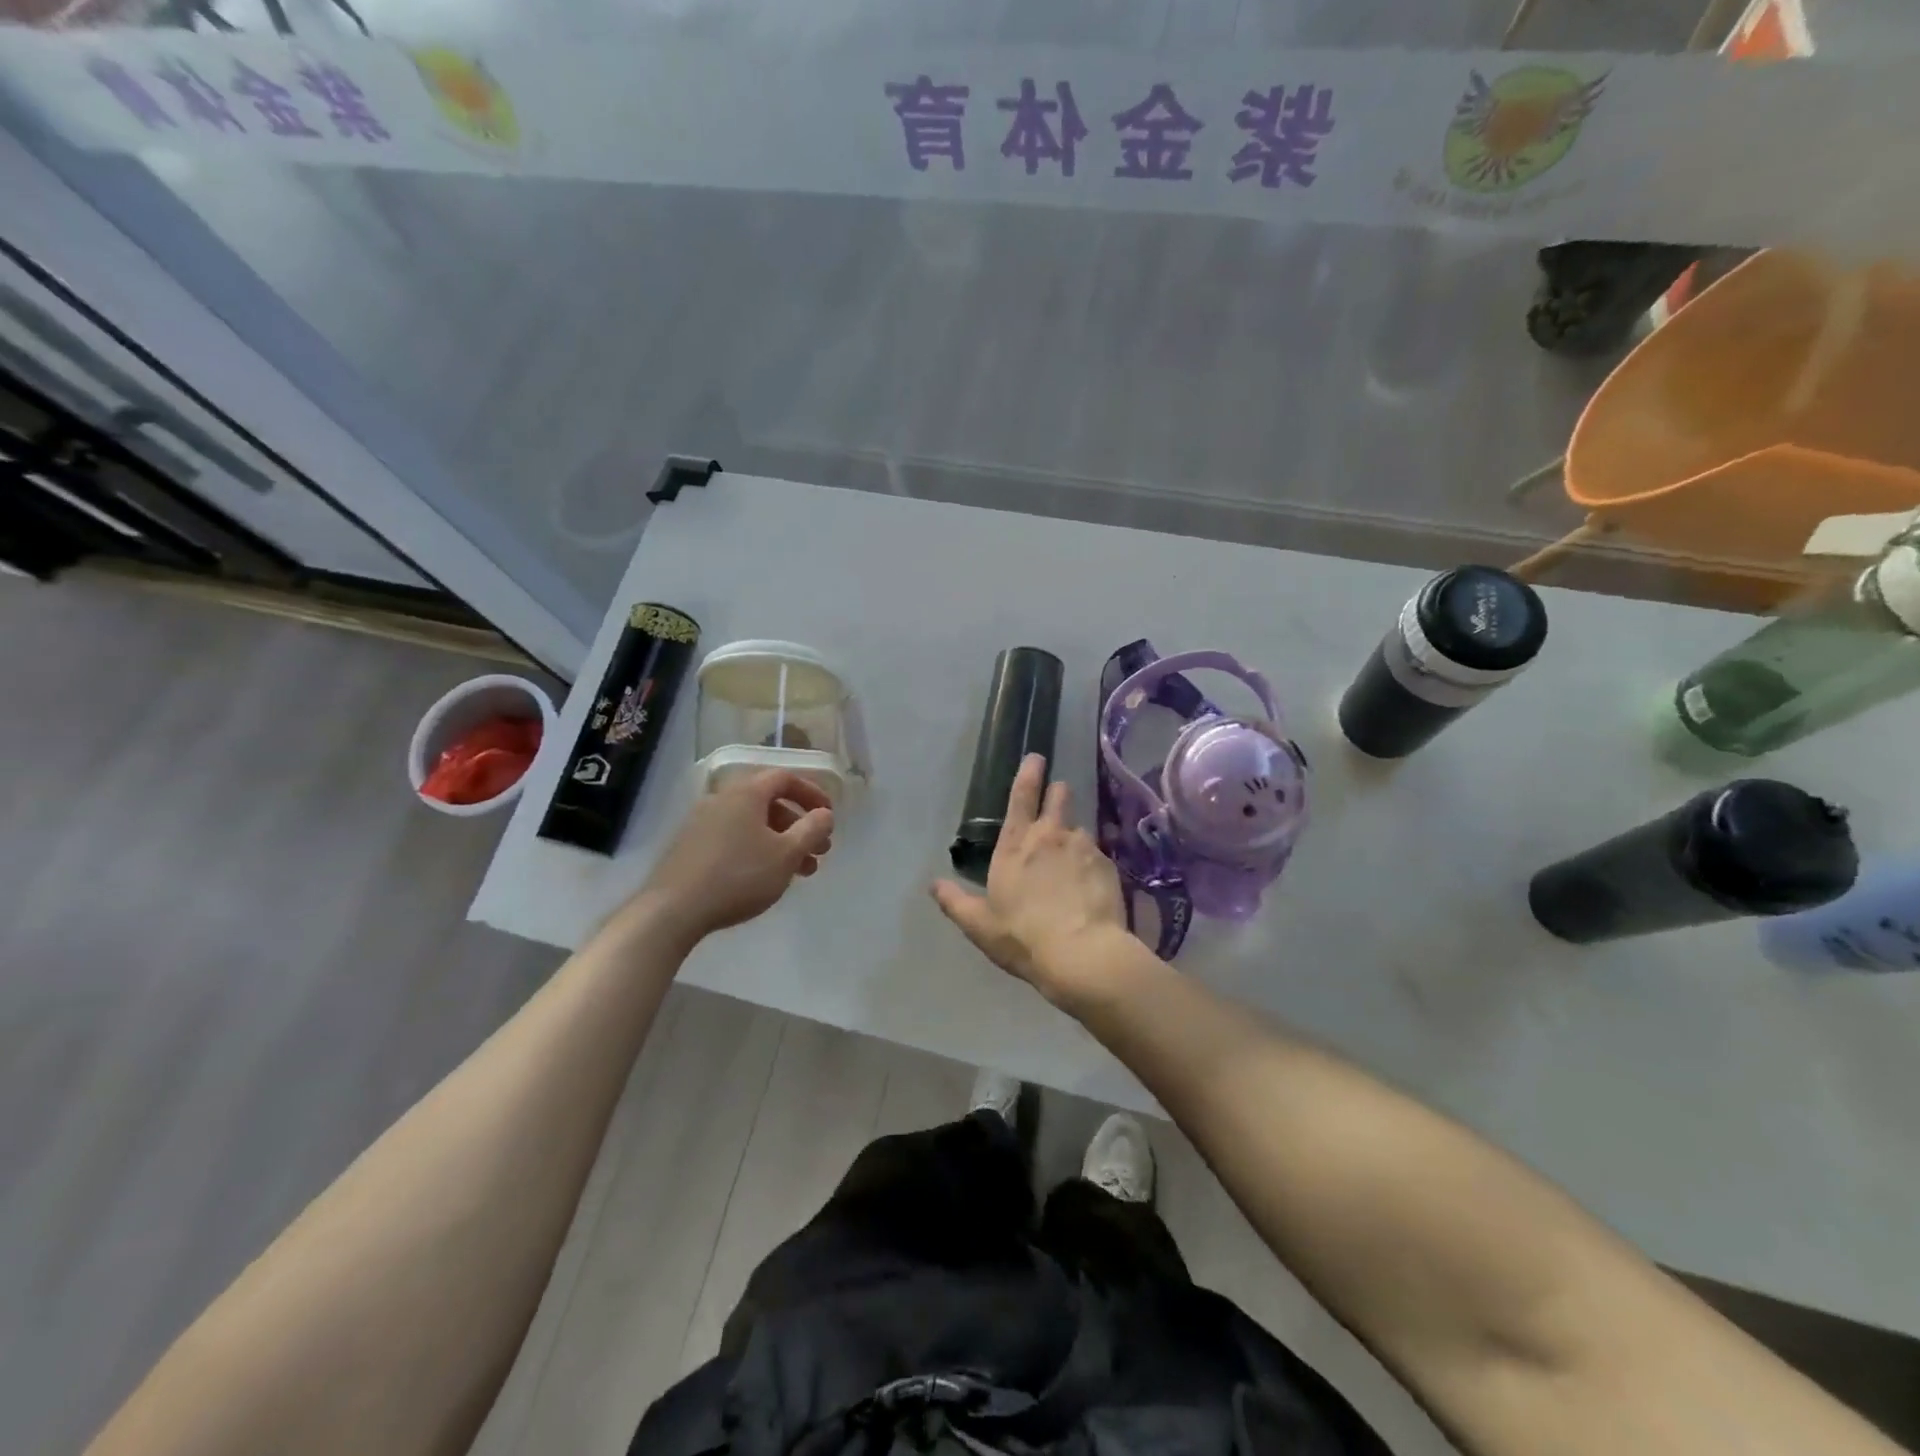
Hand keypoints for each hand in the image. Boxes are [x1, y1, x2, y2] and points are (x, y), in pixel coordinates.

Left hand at [634, 770, 834, 943]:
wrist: (672, 910)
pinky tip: (766, 878)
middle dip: (799, 826)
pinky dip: (757, 850)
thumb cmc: (738, 876)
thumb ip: (812, 829)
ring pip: (752, 825)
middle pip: (769, 804)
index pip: (785, 778)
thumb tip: (824, 814)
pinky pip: (733, 838)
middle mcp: (721, 799)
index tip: (828, 816)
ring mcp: (701, 823)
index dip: (812, 793)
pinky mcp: (690, 847)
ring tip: (801, 873)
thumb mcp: (786, 854)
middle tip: (819, 851)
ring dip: (781, 843)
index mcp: (746, 793)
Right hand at [931, 754, 1128, 1003]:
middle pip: (1058, 797)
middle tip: (1057, 798)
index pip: (1021, 796)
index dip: (1029, 773)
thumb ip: (955, 902)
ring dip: (1074, 838)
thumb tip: (933, 885)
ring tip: (1074, 862)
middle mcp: (1051, 835)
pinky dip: (1093, 864)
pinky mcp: (1108, 865)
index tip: (1036, 758)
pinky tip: (1091, 886)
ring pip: (1080, 829)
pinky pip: (1099, 855)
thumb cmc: (1023, 937)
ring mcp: (1083, 847)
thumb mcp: (979, 925)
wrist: (1082, 955)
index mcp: (1016, 844)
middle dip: (1057, 793)